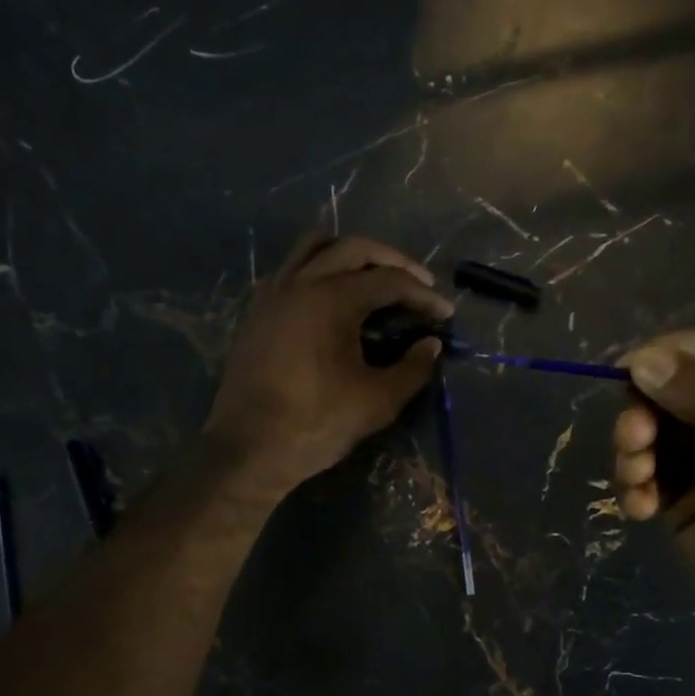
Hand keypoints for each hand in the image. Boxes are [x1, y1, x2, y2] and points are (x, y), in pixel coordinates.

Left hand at [204, 231, 452, 499]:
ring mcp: (273, 293)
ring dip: (349, 255)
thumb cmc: (316, 423)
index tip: (445, 314)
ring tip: (372, 277)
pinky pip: (290, 269)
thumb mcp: (377, 402)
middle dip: (392, 261)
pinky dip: (317, 269)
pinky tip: (330, 298)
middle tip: (417, 284)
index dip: (423, 296)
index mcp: (332, 299)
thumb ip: (412, 369)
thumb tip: (431, 345)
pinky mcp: (257, 311)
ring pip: (314, 248)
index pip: (390, 281)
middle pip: (354, 248)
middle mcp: (301, 283)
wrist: (248, 447)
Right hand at [613, 327, 694, 667]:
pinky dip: (634, 485)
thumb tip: (642, 361)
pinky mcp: (685, 500)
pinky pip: (646, 474)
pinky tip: (639, 510)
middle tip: (633, 442)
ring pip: (653, 431)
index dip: (673, 354)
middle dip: (645, 413)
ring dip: (634, 451)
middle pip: (675, 389)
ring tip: (638, 482)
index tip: (630, 372)